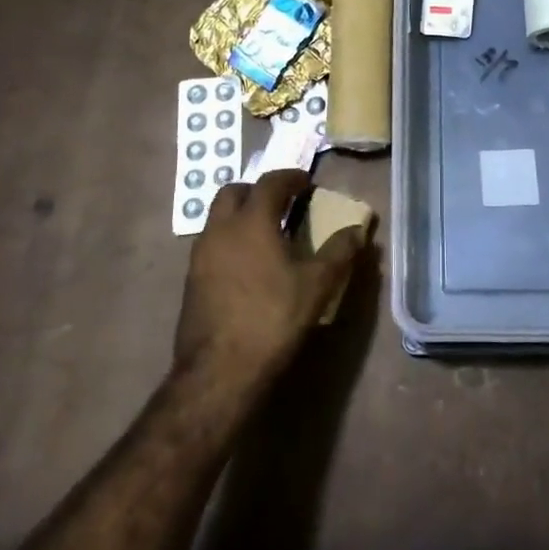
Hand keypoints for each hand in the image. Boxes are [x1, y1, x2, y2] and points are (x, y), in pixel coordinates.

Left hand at [174, 171, 363, 385]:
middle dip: (257, 190)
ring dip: (240, 214)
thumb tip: (357, 230)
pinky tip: (247, 264)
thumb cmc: (272, 319)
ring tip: (265, 233)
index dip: (291, 177)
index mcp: (251, 221)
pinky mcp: (190, 280)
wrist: (218, 372)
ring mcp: (200, 255)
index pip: (270, 182)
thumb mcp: (317, 285)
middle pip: (233, 192)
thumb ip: (339, 252)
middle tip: (281, 202)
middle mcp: (220, 229)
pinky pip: (211, 243)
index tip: (307, 183)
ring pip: (217, 218)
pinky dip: (230, 239)